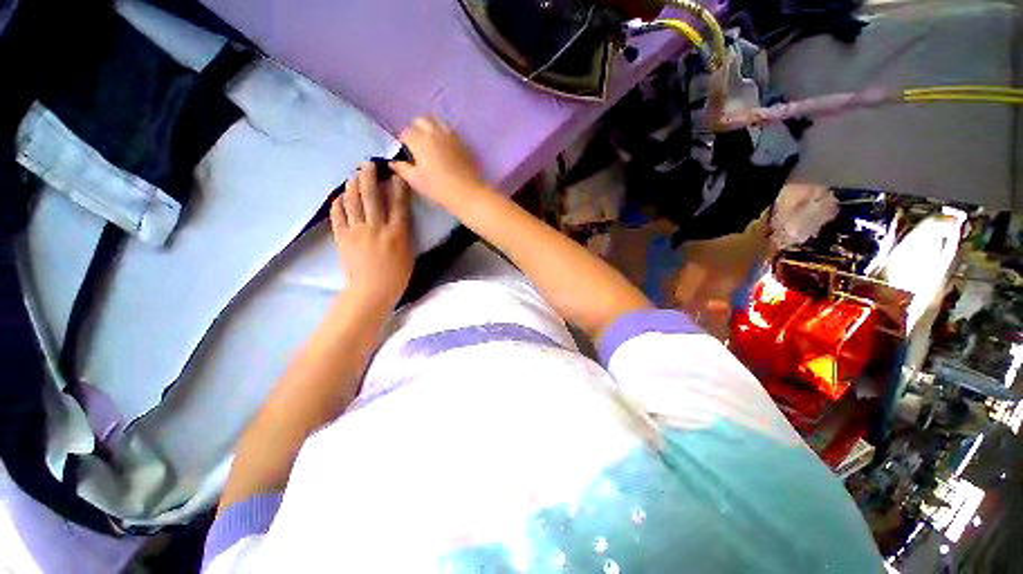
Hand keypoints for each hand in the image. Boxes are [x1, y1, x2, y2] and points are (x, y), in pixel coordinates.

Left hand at [330, 162, 413, 305]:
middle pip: (372, 195)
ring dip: (353, 184)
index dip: (398, 186)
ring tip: (354, 175)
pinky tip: (341, 196)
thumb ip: (404, 231)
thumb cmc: (397, 275)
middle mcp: (377, 227)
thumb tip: (398, 215)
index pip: (398, 203)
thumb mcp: (409, 252)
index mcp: (397, 232)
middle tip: (369, 164)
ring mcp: (357, 231)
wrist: (372, 290)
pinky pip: (338, 214)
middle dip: (370, 176)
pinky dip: (339, 202)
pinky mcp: (342, 236)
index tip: (396, 174)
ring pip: (353, 200)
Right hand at [391, 116, 491, 210]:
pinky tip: (444, 147)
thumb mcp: (416, 181)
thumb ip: (402, 168)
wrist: (468, 193)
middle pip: (420, 121)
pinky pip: (449, 129)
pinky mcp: (462, 141)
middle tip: (416, 147)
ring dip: (429, 128)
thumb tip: (393, 161)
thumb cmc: (440, 189)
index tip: (405, 155)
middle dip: (415, 130)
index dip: (403, 143)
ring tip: (430, 144)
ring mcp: (450, 135)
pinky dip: (443, 132)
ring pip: (436, 121)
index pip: (405, 133)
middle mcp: (434, 132)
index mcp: (420, 141)